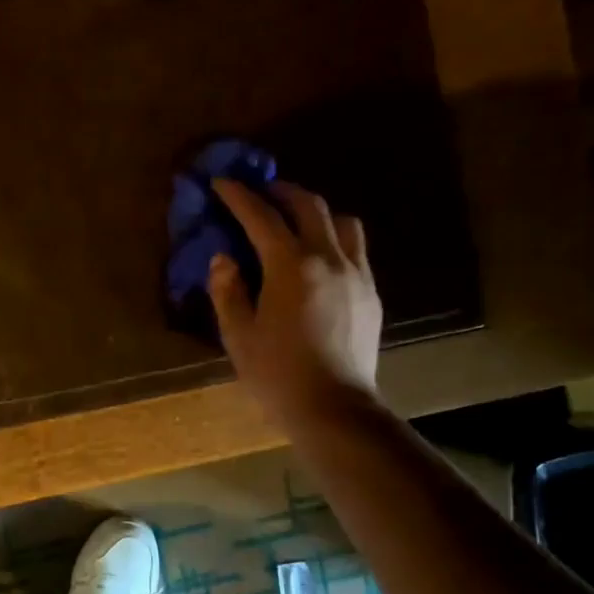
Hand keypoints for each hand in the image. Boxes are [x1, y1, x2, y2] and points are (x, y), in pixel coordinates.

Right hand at [208, 178, 382, 431]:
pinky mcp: (371, 292)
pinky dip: (335, 238)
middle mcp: (328, 258)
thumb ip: (227, 291)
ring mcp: (356, 274)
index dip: (239, 196)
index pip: (261, 217)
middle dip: (282, 192)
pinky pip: (356, 249)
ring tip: (297, 222)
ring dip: (316, 211)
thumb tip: (224, 259)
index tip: (222, 183)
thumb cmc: (278, 375)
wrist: (334, 410)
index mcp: (290, 266)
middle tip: (261, 193)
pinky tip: (320, 259)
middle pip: (309, 205)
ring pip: (342, 221)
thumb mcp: (238, 335)